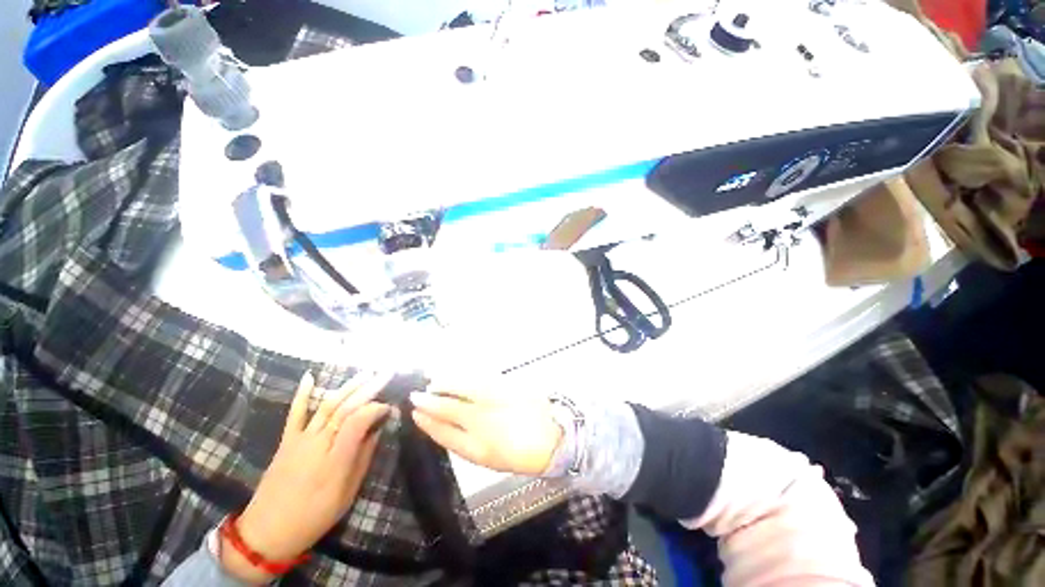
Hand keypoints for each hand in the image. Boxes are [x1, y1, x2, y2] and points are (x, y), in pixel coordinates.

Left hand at [222, 372, 391, 583]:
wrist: (266, 533)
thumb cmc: (314, 517)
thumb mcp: (347, 494)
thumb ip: (363, 458)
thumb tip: (377, 430)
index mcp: (335, 460)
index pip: (358, 422)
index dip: (376, 409)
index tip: (390, 407)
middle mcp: (317, 444)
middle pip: (344, 409)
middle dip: (368, 389)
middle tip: (385, 375)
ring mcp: (300, 440)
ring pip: (326, 406)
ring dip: (347, 387)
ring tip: (366, 372)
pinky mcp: (286, 441)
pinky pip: (295, 414)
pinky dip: (302, 394)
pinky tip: (310, 377)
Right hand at [409, 384, 562, 475]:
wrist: (553, 437)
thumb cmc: (520, 453)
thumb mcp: (490, 458)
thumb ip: (466, 442)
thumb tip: (447, 425)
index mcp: (478, 448)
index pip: (444, 433)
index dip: (427, 423)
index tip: (414, 413)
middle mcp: (483, 422)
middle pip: (449, 408)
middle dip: (430, 401)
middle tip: (417, 394)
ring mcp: (495, 401)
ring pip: (463, 389)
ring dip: (445, 384)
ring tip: (434, 381)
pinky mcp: (507, 386)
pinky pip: (480, 379)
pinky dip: (465, 376)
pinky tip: (459, 374)